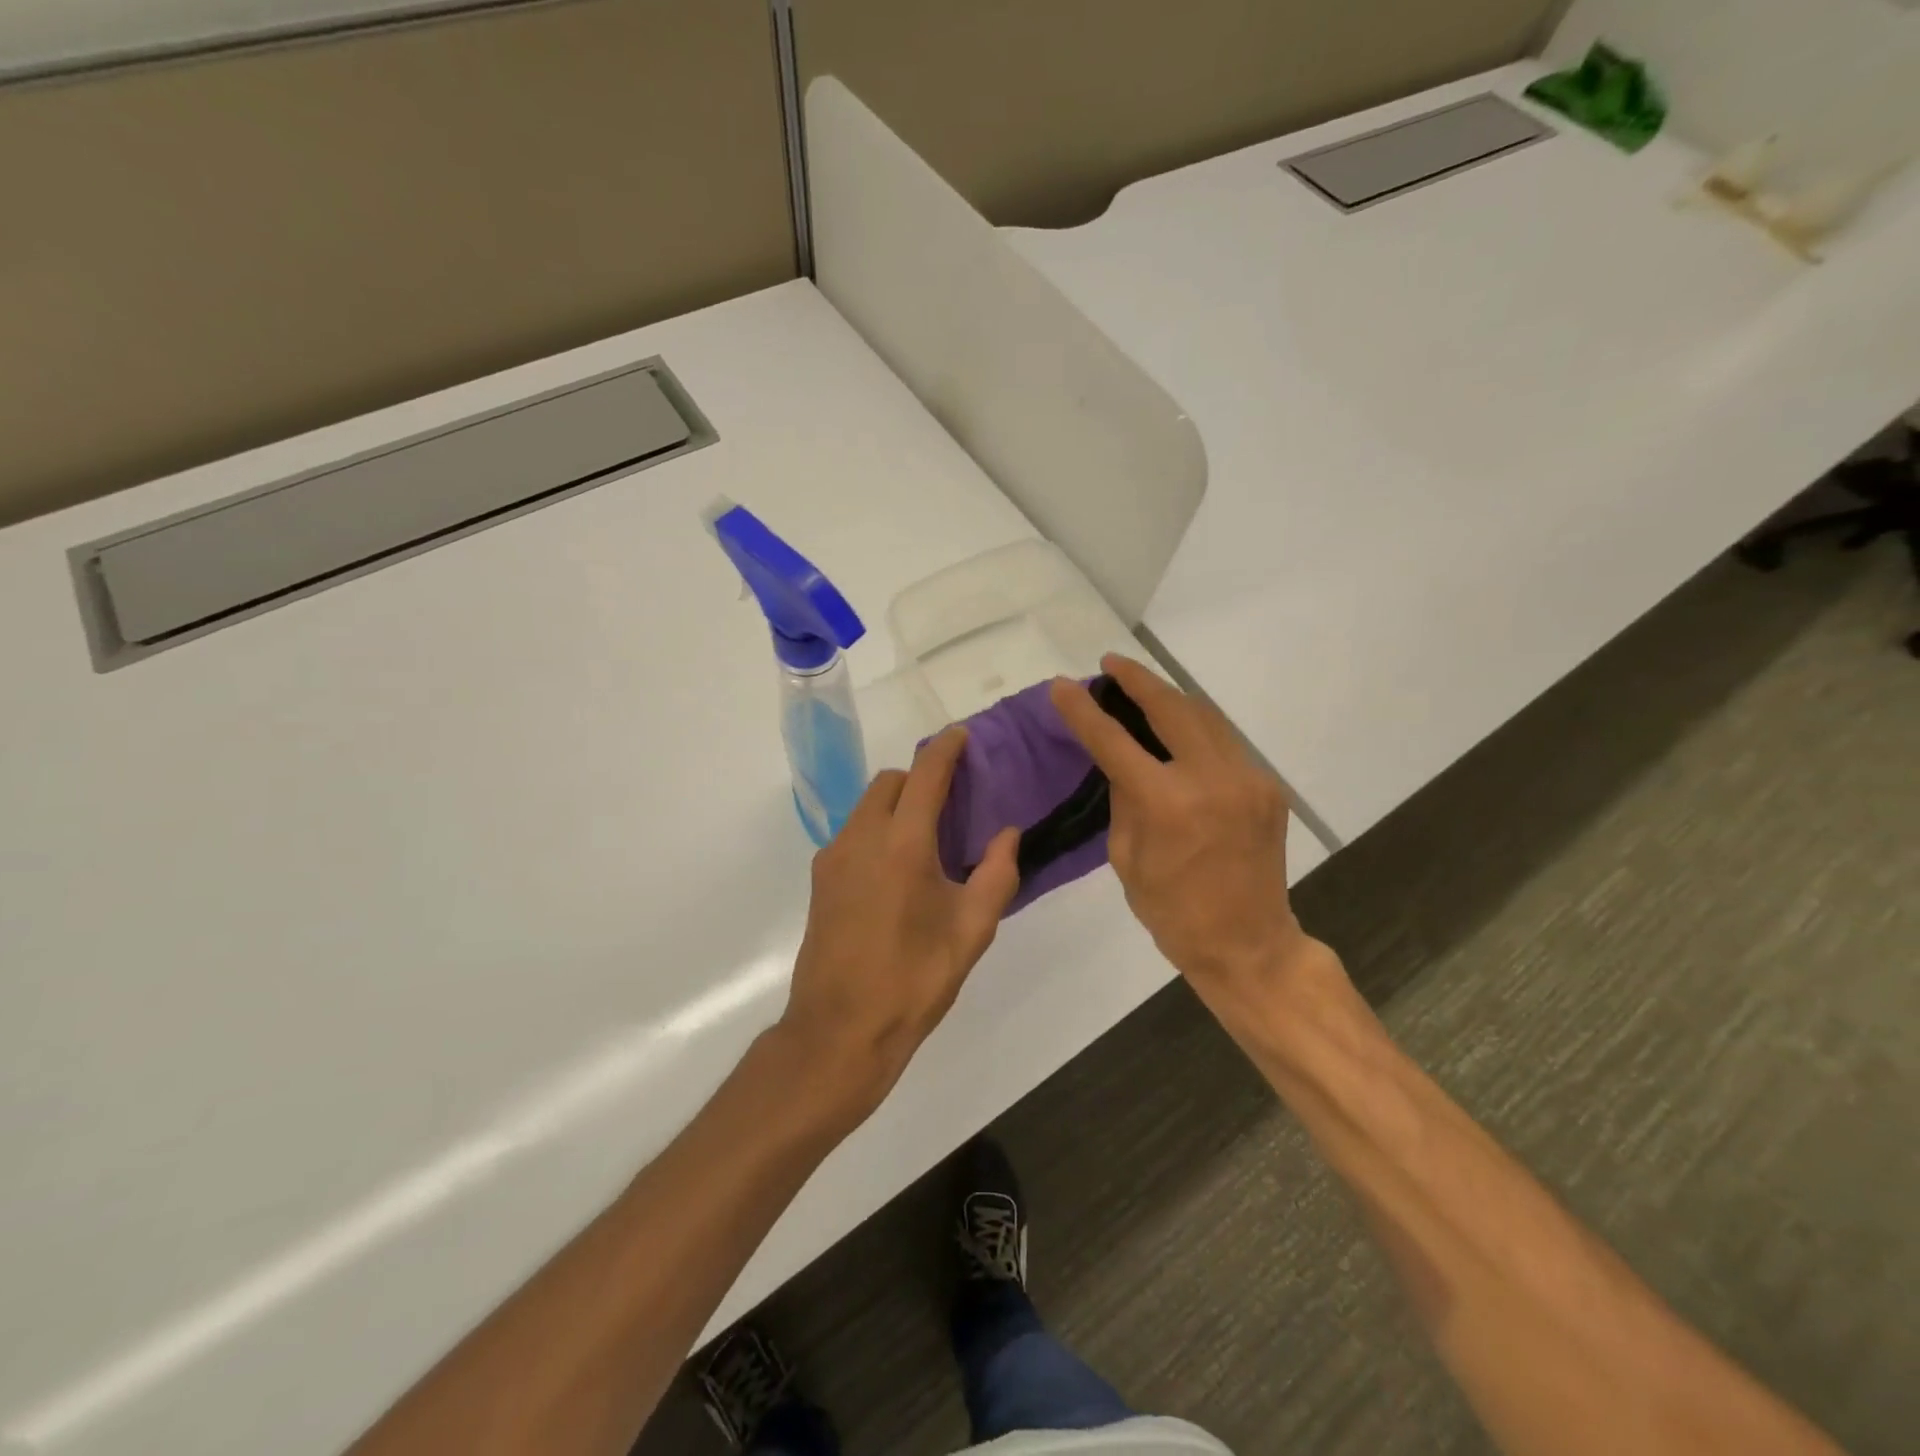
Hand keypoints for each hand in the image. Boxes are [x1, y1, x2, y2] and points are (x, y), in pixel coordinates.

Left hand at [780, 727, 1020, 1119]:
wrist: (840, 1030)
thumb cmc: (914, 979)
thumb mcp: (972, 930)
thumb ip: (996, 873)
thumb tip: (1006, 834)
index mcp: (902, 843)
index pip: (925, 775)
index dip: (945, 749)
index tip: (962, 736)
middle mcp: (861, 838)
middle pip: (889, 783)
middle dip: (920, 778)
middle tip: (952, 799)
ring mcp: (833, 858)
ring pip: (866, 806)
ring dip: (897, 804)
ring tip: (927, 835)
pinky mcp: (821, 880)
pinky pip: (853, 833)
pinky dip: (878, 829)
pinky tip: (898, 868)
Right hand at [1050, 655, 1314, 1004]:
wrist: (1249, 944)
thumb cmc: (1173, 912)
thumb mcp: (1126, 857)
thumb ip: (1123, 799)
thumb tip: (1121, 760)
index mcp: (1168, 804)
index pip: (1114, 741)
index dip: (1083, 711)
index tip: (1062, 686)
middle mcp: (1212, 779)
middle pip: (1171, 706)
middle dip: (1137, 679)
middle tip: (1109, 665)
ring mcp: (1247, 779)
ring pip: (1204, 715)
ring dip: (1169, 696)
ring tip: (1139, 686)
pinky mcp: (1266, 787)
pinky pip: (1224, 743)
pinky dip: (1195, 728)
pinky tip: (1176, 730)